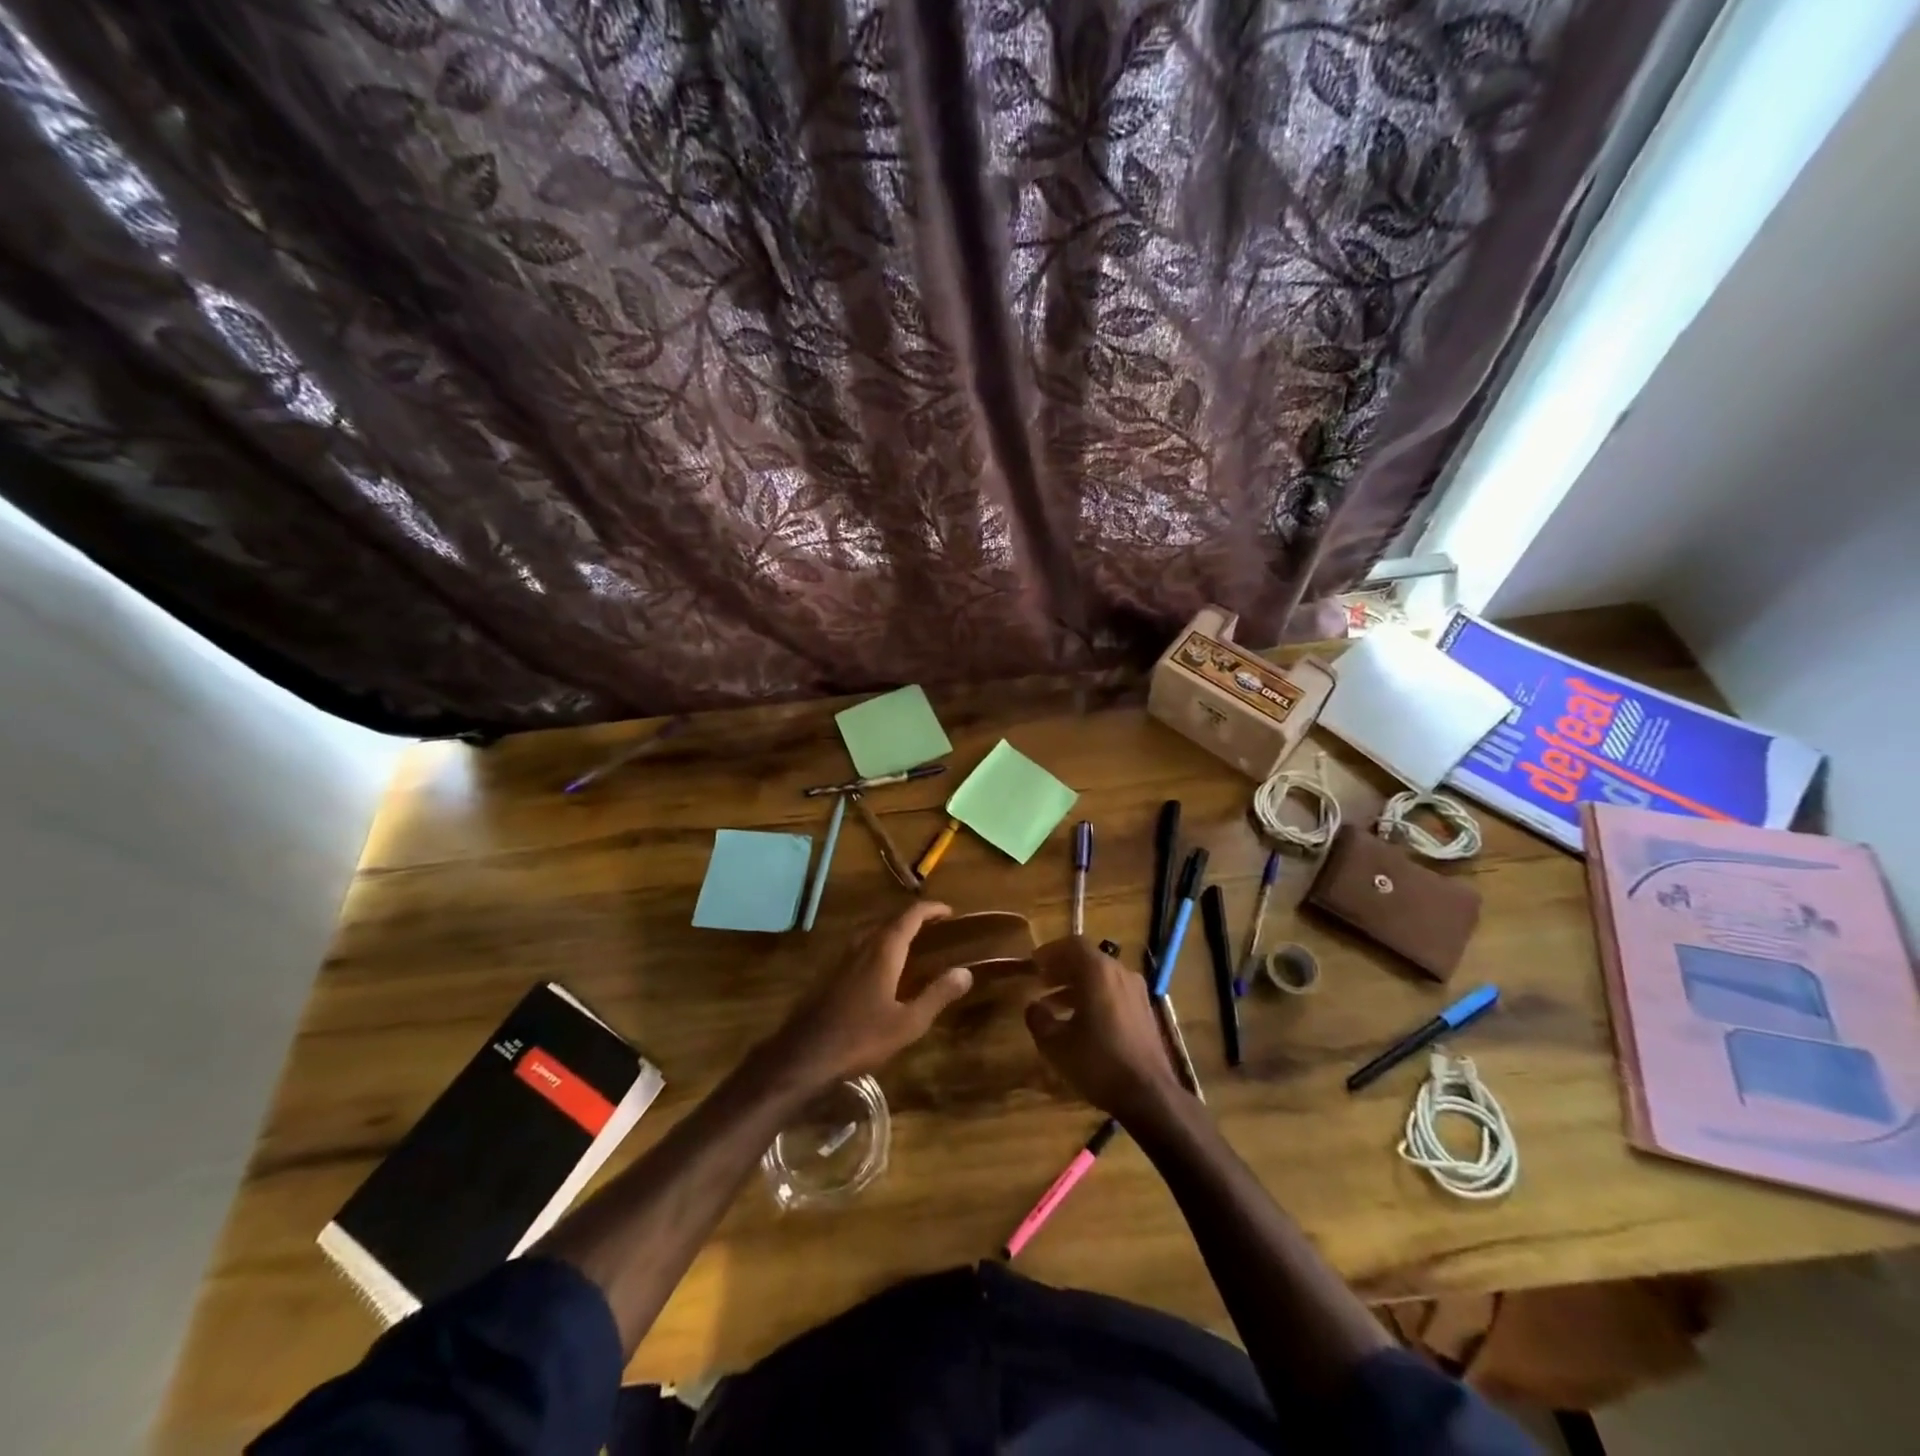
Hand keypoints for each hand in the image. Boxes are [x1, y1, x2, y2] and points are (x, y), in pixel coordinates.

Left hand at [759, 902, 971, 1094]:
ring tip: (912, 942)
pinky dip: (878, 944)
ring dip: (894, 929)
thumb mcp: (908, 1022)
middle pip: (890, 919)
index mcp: (884, 950)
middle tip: (935, 927)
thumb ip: (937, 994)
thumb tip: (965, 972)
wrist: (804, 1054)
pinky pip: (860, 945)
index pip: (910, 916)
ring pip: (872, 931)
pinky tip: (882, 966)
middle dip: (914, 918)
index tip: (949, 912)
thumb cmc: (861, 1037)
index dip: (931, 909)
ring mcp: (842, 957)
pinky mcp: (830, 972)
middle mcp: (862, 944)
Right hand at [1024, 937, 1183, 1124]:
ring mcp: (1136, 992)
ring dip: (1076, 985)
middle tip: (1041, 982)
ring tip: (1054, 1005)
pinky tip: (1081, 1022)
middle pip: (1088, 960)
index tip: (1034, 963)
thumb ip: (1039, 1020)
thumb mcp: (1056, 1045)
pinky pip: (1114, 992)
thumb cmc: (1098, 1062)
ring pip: (1101, 977)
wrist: (1149, 1094)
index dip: (1050, 951)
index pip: (1072, 945)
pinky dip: (1094, 997)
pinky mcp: (1145, 1011)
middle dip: (1062, 969)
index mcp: (1098, 972)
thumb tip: (1033, 1007)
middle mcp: (1120, 973)